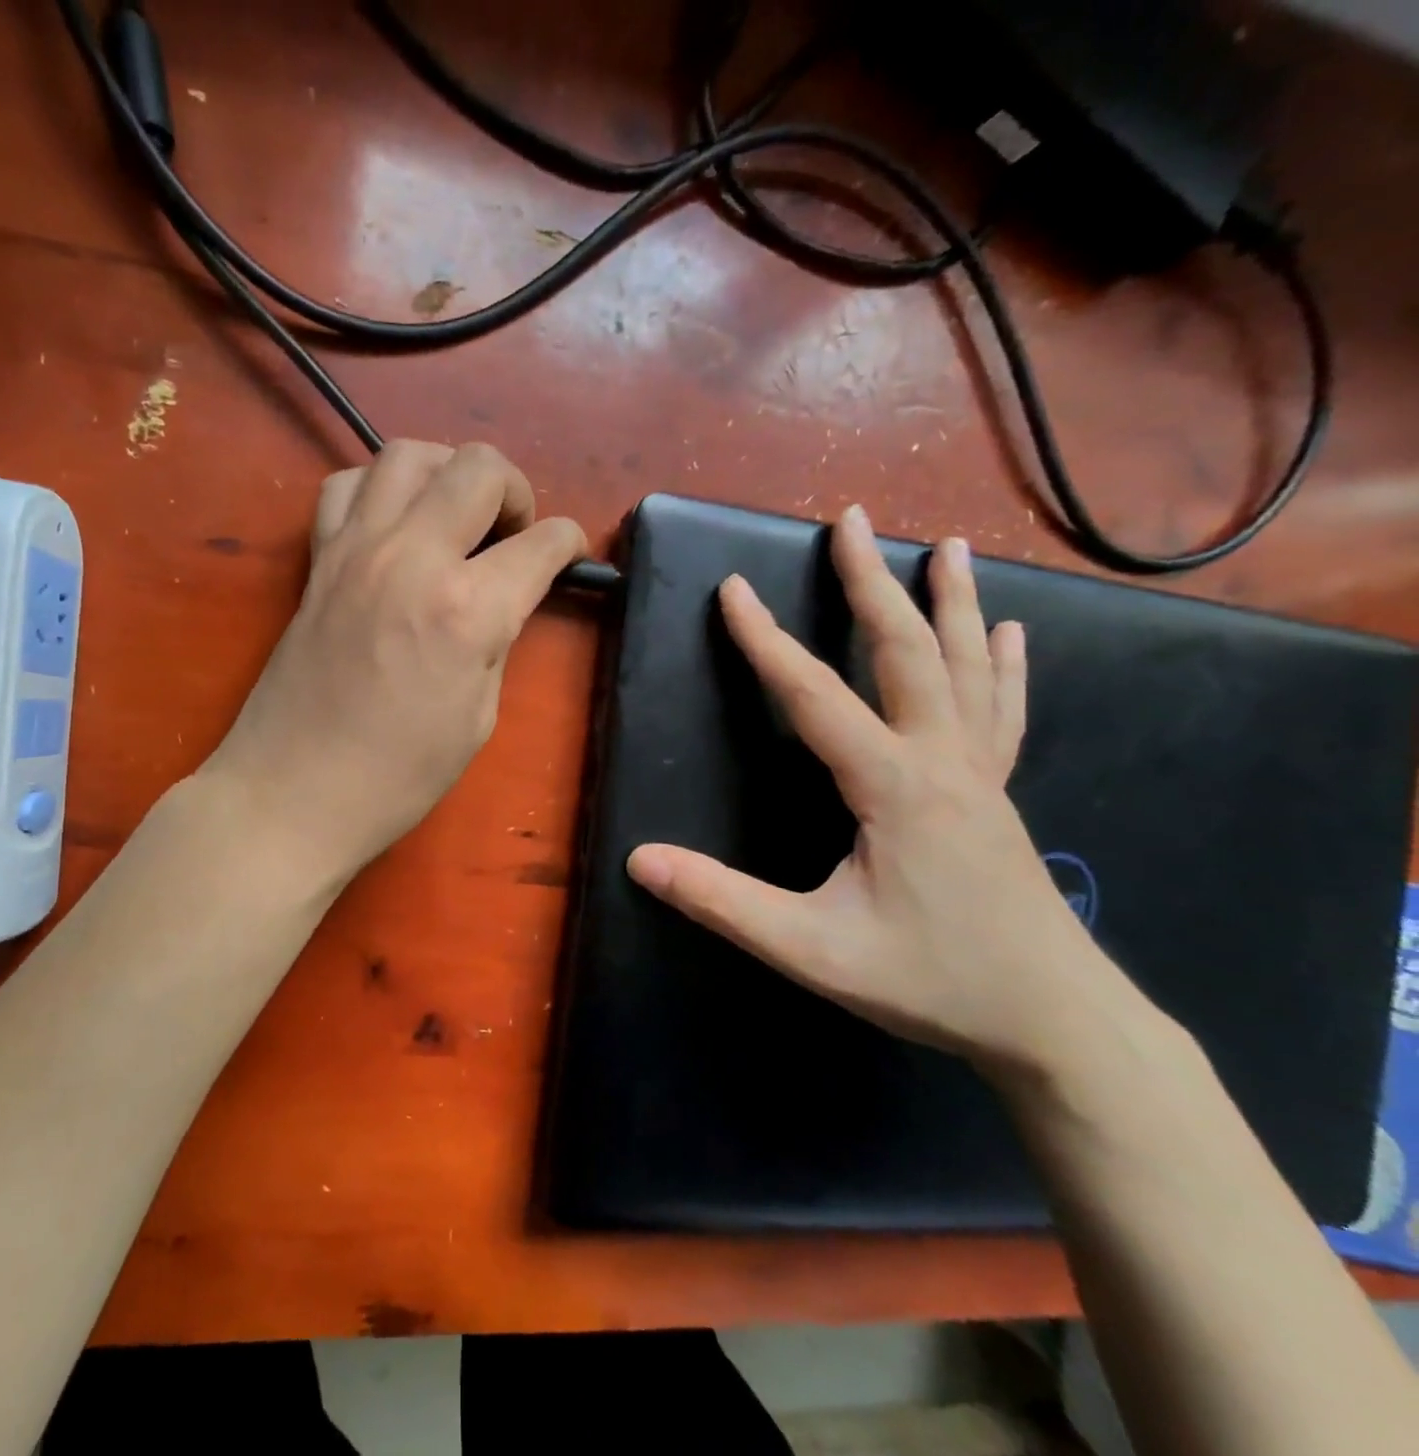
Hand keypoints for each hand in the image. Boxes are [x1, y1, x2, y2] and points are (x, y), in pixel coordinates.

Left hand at [205, 441, 586, 879]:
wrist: (294, 792)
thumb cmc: (398, 776)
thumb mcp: (479, 717)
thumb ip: (498, 641)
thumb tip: (505, 599)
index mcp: (468, 609)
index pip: (542, 542)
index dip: (568, 544)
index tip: (567, 556)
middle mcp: (413, 557)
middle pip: (478, 466)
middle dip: (514, 489)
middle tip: (510, 534)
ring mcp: (356, 549)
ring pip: (408, 454)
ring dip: (446, 472)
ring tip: (453, 515)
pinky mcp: (318, 559)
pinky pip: (347, 486)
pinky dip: (379, 489)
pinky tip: (391, 526)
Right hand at [626, 504, 1147, 1080]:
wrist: (1057, 1024)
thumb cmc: (932, 982)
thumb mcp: (811, 950)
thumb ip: (723, 902)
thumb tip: (640, 860)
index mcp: (892, 786)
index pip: (814, 696)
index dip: (765, 641)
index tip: (732, 589)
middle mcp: (942, 762)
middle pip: (906, 653)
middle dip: (871, 583)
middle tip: (851, 520)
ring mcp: (980, 774)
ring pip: (967, 669)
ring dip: (950, 603)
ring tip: (945, 548)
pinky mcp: (997, 794)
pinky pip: (1001, 711)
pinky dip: (1003, 664)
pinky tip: (1007, 632)